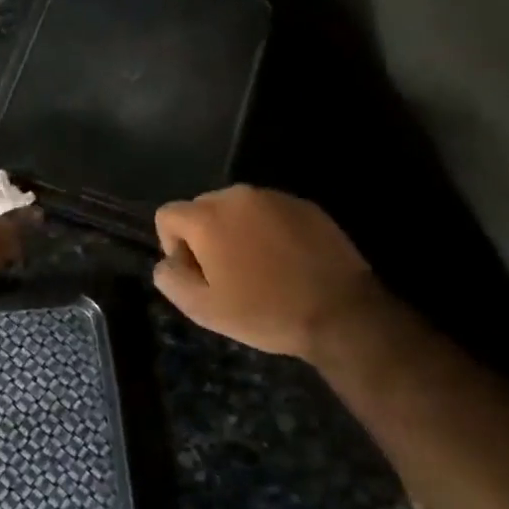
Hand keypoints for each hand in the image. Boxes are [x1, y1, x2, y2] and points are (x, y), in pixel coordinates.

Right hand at [153, 185, 376, 360]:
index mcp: (208, 218)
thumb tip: (168, 262)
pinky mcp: (305, 205)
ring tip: (259, 268)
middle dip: (204, 236)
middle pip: (202, 208)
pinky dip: (267, 231)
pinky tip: (286, 262)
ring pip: (237, 209)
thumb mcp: (203, 310)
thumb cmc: (265, 312)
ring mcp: (274, 197)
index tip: (197, 274)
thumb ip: (171, 279)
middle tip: (226, 274)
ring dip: (236, 232)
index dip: (172, 246)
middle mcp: (237, 196)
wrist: (341, 313)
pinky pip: (269, 212)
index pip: (167, 215)